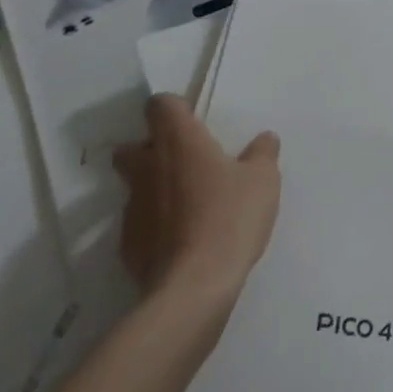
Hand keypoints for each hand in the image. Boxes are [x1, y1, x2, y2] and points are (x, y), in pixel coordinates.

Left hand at [114, 94, 280, 299]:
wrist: (194, 286)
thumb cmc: (230, 218)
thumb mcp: (263, 180)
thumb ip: (263, 153)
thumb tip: (265, 138)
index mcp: (179, 142)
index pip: (160, 104)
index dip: (174, 108)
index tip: (193, 122)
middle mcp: (148, 168)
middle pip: (132, 146)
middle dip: (150, 150)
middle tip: (184, 163)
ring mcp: (132, 207)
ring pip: (135, 187)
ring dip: (155, 190)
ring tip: (188, 208)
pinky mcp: (127, 245)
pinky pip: (140, 224)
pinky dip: (155, 227)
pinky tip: (181, 241)